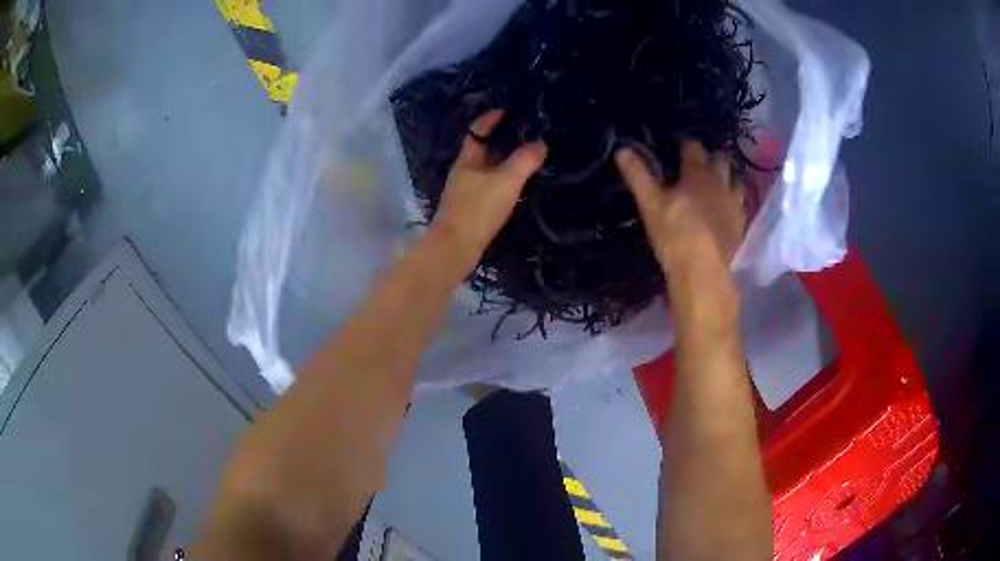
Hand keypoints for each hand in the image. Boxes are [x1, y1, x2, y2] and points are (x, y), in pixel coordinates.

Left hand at [431, 110, 546, 268]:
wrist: (454, 249)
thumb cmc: (478, 210)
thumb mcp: (506, 182)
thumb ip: (524, 161)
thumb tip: (541, 143)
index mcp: (467, 160)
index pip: (478, 130)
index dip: (491, 118)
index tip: (508, 109)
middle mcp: (463, 172)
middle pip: (483, 149)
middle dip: (502, 140)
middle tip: (526, 134)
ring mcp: (465, 191)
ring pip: (486, 169)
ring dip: (504, 161)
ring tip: (527, 158)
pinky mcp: (469, 209)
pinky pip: (488, 186)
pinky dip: (502, 180)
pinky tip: (515, 187)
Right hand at [615, 142, 745, 278]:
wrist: (703, 270)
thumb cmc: (674, 234)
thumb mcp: (650, 204)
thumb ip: (638, 175)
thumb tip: (622, 149)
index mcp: (697, 174)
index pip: (693, 147)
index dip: (685, 144)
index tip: (677, 146)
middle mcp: (720, 183)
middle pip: (720, 159)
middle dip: (710, 157)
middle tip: (699, 164)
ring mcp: (734, 204)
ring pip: (735, 180)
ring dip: (727, 177)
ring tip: (717, 183)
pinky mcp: (740, 224)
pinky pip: (741, 204)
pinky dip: (734, 201)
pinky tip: (727, 208)